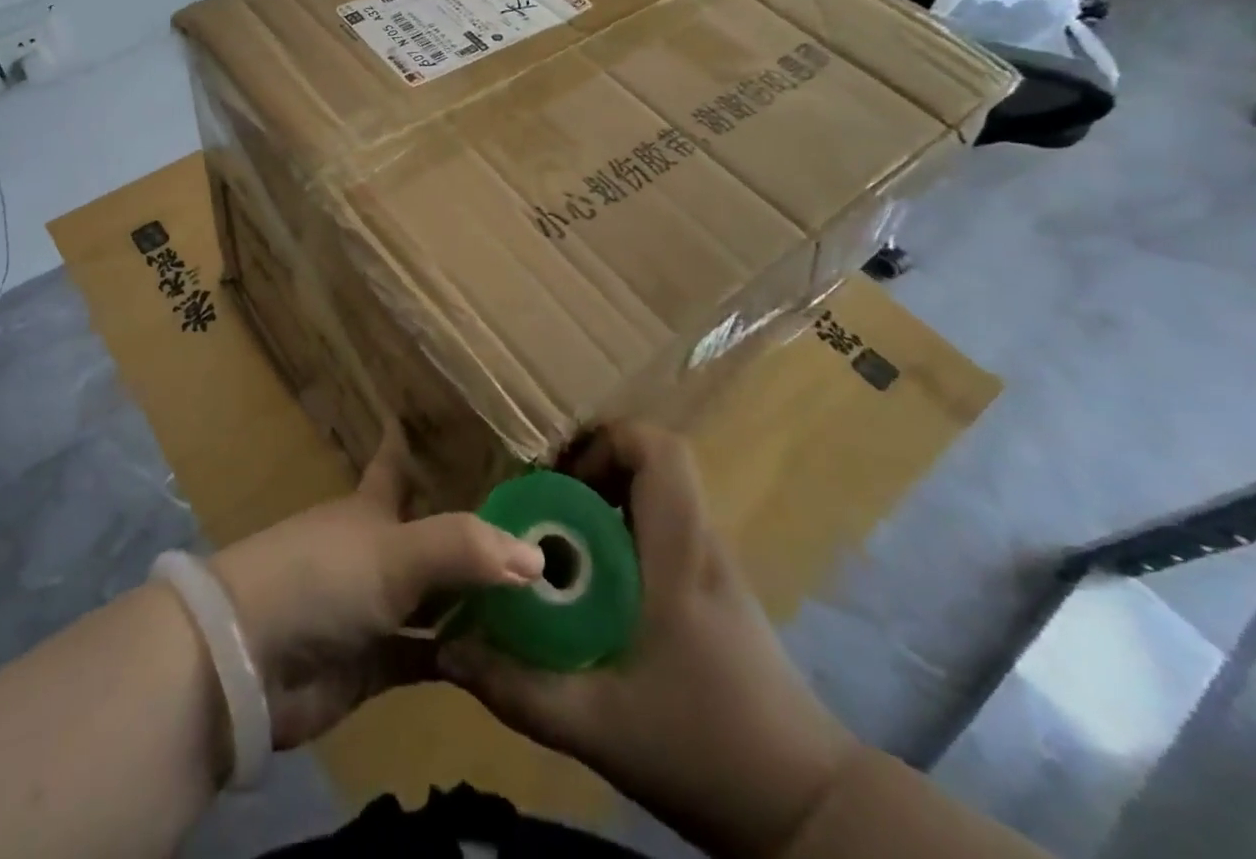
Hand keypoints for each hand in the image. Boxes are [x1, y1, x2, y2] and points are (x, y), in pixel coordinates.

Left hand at [210, 425, 544, 749]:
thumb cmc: (321, 579)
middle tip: (539, 530)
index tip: (442, 419)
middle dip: (476, 535)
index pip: (396, 462)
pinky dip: (464, 655)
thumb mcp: (394, 552)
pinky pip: (431, 654)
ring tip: (543, 598)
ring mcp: (374, 606)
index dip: (412, 440)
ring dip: (478, 601)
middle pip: (432, 535)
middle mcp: (376, 550)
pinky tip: (509, 660)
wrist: (250, 661)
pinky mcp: (375, 662)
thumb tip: (536, 557)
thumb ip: (465, 549)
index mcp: (372, 508)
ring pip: (437, 598)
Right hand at [438, 423, 859, 858]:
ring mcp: (712, 568)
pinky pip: (660, 532)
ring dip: (603, 501)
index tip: (560, 476)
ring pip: (655, 497)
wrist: (808, 814)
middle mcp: (700, 545)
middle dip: (590, 468)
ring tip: (555, 539)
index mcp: (681, 554)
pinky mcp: (713, 594)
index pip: (662, 452)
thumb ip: (519, 690)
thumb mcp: (599, 726)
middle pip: (652, 464)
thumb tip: (447, 651)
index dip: (607, 441)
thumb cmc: (708, 751)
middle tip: (541, 504)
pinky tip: (589, 584)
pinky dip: (620, 533)